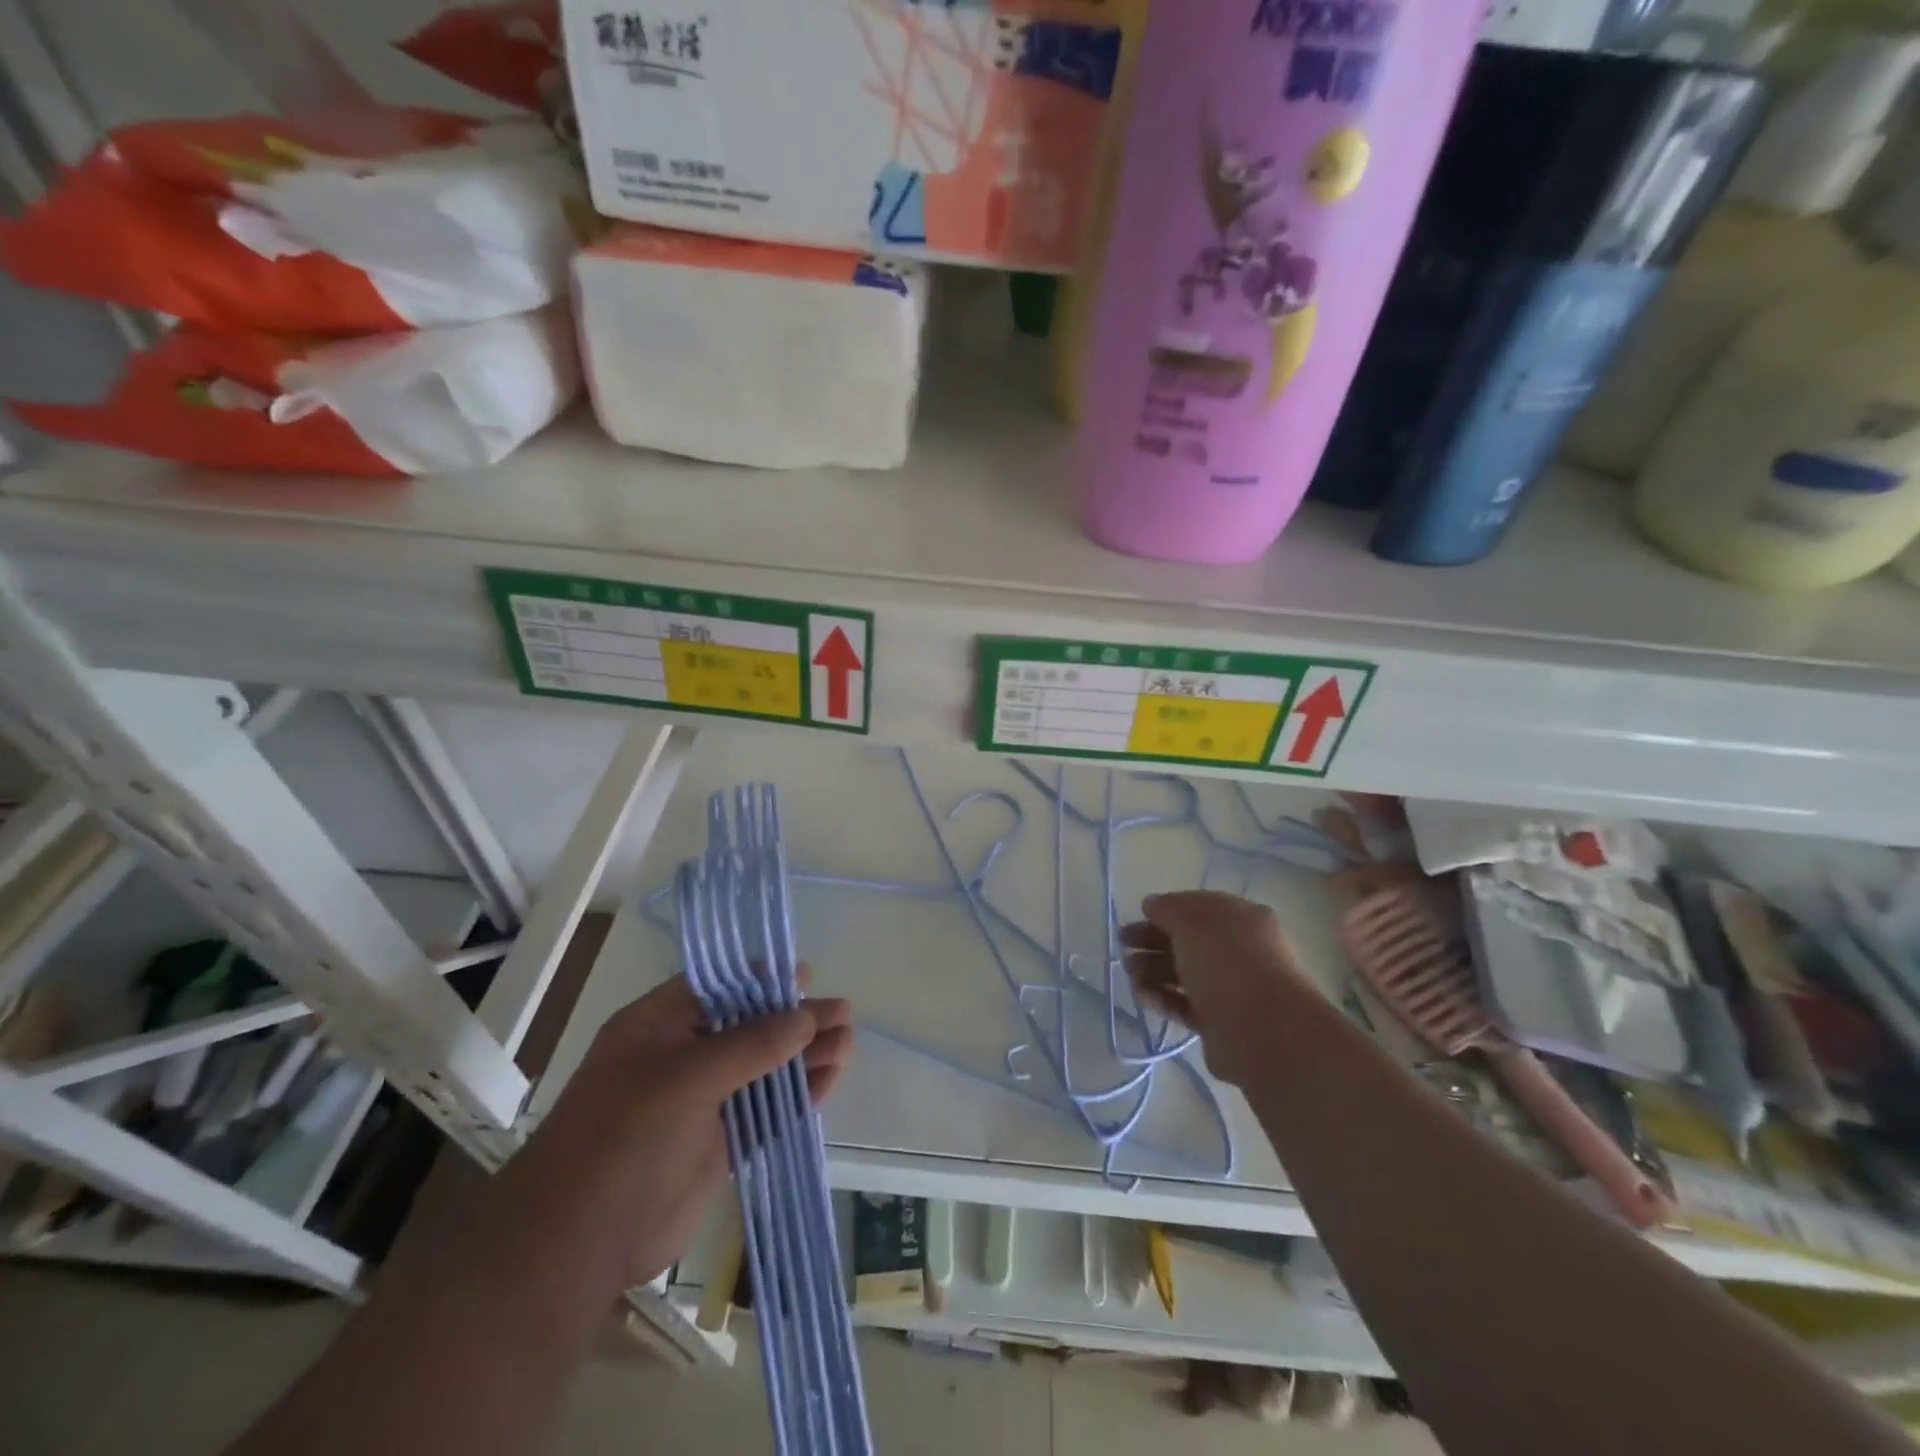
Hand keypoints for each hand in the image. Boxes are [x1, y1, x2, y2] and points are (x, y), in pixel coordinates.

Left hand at [480, 972, 852, 1294]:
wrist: (577, 1247)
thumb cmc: (622, 1139)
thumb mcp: (684, 1078)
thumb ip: (750, 1045)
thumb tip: (806, 1016)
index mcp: (658, 1026)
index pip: (717, 988)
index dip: (762, 980)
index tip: (806, 976)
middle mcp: (682, 1058)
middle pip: (750, 1027)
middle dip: (796, 1019)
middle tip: (844, 1012)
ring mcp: (702, 1104)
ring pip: (764, 1069)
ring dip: (805, 1056)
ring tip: (850, 1042)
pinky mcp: (719, 1145)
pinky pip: (766, 1112)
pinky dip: (798, 1097)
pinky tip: (831, 1081)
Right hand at [1121, 891, 1309, 1086]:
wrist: (1262, 1031)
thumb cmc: (1227, 962)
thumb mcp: (1191, 922)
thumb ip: (1168, 909)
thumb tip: (1152, 904)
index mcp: (1242, 919)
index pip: (1200, 906)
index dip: (1168, 908)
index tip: (1140, 914)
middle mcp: (1240, 951)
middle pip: (1189, 940)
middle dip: (1153, 940)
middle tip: (1124, 945)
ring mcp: (1231, 988)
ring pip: (1185, 973)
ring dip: (1154, 970)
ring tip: (1130, 973)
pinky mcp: (1220, 1022)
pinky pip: (1186, 1004)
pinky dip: (1164, 998)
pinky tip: (1143, 996)